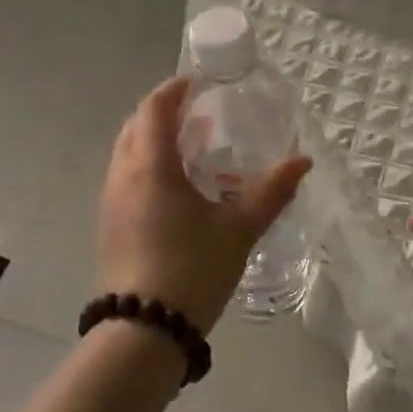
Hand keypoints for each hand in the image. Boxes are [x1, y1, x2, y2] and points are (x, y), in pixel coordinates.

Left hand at [96, 76, 311, 332]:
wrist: (143, 331)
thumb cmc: (192, 270)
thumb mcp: (239, 229)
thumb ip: (272, 191)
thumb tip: (303, 161)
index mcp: (150, 166)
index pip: (154, 108)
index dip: (174, 89)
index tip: (199, 81)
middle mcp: (122, 175)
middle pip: (136, 125)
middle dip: (164, 111)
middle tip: (200, 111)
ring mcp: (110, 201)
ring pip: (128, 151)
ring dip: (154, 138)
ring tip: (192, 146)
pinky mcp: (110, 224)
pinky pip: (126, 176)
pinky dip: (148, 164)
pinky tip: (177, 186)